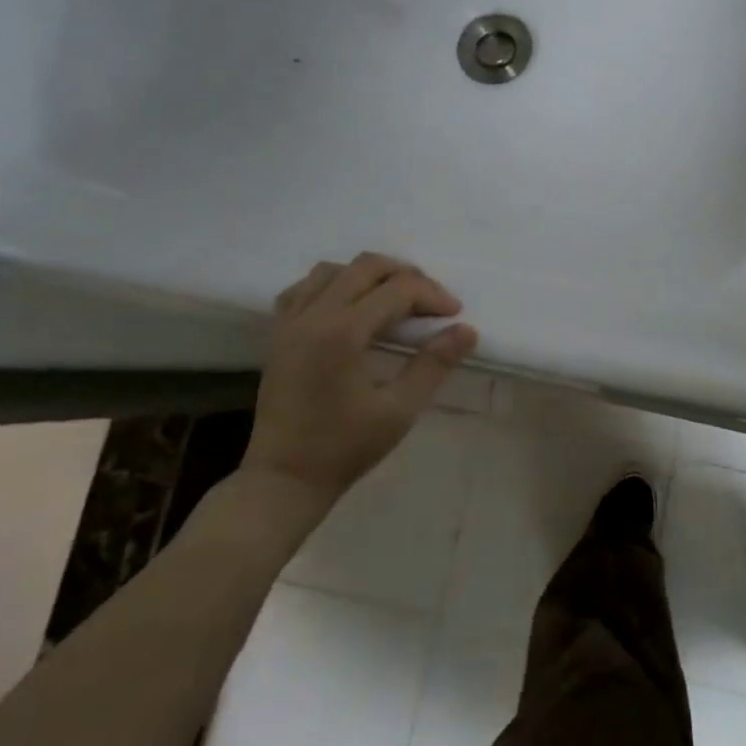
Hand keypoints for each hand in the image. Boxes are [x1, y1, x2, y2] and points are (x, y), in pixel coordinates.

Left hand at [241, 254, 478, 507]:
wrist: (284, 478)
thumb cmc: (345, 447)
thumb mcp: (400, 410)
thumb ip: (433, 364)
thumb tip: (466, 330)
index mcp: (342, 332)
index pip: (397, 289)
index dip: (432, 295)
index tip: (455, 316)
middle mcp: (313, 316)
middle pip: (366, 267)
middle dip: (406, 276)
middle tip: (431, 303)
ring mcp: (290, 323)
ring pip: (333, 270)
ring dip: (370, 276)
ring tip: (395, 300)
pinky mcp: (278, 334)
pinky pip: (305, 288)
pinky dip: (334, 285)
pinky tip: (351, 307)